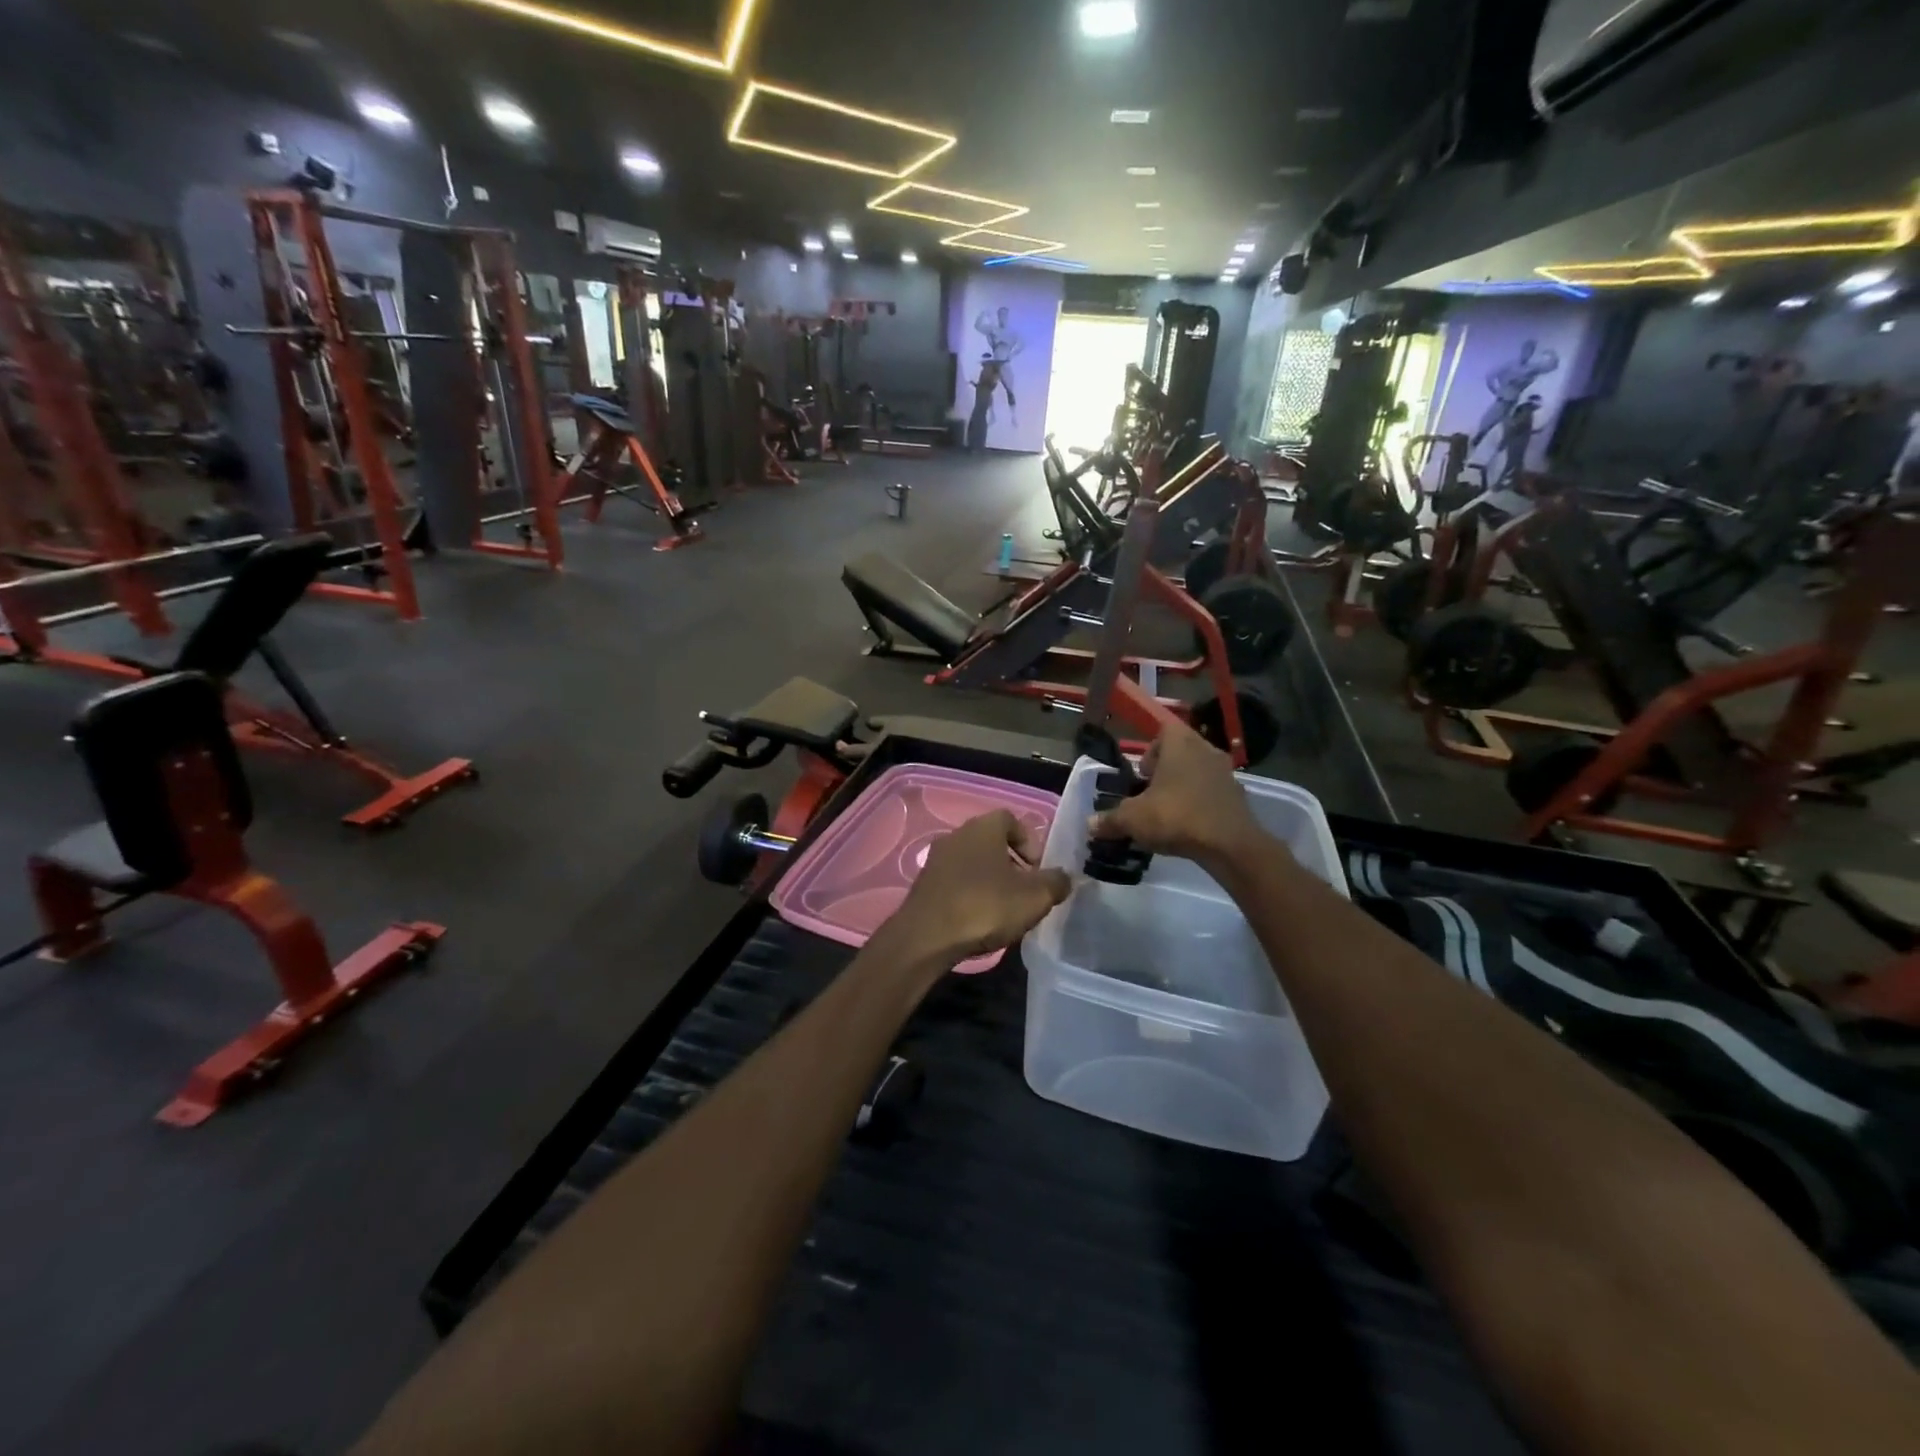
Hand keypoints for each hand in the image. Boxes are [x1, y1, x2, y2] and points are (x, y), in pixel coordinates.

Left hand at [889, 811, 1070, 965]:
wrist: (927, 937)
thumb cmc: (985, 907)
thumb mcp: (1034, 897)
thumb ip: (1056, 883)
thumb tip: (1065, 877)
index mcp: (983, 827)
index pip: (1011, 819)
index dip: (1029, 842)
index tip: (1038, 870)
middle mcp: (957, 834)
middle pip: (991, 841)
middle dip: (1012, 863)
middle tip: (1025, 891)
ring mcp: (936, 859)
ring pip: (972, 861)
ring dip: (990, 879)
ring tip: (1004, 909)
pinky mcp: (924, 883)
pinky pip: (955, 881)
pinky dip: (970, 893)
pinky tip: (978, 919)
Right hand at [1089, 720, 1272, 872]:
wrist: (1230, 845)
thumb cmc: (1176, 817)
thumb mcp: (1133, 819)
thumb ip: (1110, 820)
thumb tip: (1090, 824)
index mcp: (1180, 744)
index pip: (1164, 730)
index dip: (1150, 750)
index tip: (1142, 774)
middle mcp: (1206, 750)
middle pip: (1182, 751)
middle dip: (1165, 771)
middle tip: (1150, 794)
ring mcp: (1227, 773)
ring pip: (1199, 772)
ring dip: (1184, 787)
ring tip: (1168, 812)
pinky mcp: (1239, 797)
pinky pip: (1213, 793)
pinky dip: (1201, 804)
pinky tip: (1190, 827)